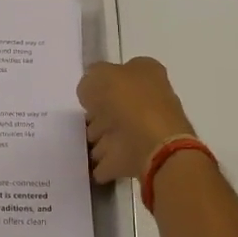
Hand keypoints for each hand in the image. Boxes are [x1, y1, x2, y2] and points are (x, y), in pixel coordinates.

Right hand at [78, 57, 194, 184]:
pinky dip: (103, 163)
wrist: (153, 146)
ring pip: (117, 131)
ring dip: (102, 138)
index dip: (103, 80)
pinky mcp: (140, 157)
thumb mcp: (99, 76)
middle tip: (84, 119)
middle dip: (101, 112)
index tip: (87, 93)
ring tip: (84, 142)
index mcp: (147, 73)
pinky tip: (88, 165)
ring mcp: (146, 130)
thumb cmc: (128, 102)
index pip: (123, 72)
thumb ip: (90, 81)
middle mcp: (150, 99)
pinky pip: (114, 158)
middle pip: (120, 103)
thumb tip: (89, 94)